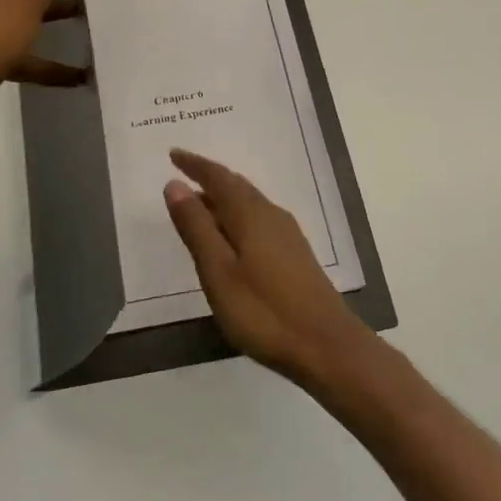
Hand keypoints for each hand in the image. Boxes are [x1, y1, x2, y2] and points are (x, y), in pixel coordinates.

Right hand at [163, 148, 374, 385]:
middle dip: (209, 177)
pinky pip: (258, 220)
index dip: (194, 165)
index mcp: (250, 214)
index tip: (173, 154)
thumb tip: (175, 184)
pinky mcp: (295, 255)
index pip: (218, 178)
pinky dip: (236, 216)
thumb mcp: (218, 271)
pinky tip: (230, 237)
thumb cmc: (264, 311)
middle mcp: (271, 215)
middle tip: (183, 174)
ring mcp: (287, 235)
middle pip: (236, 186)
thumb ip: (196, 226)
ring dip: (222, 198)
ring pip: (249, 203)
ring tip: (199, 204)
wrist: (326, 347)